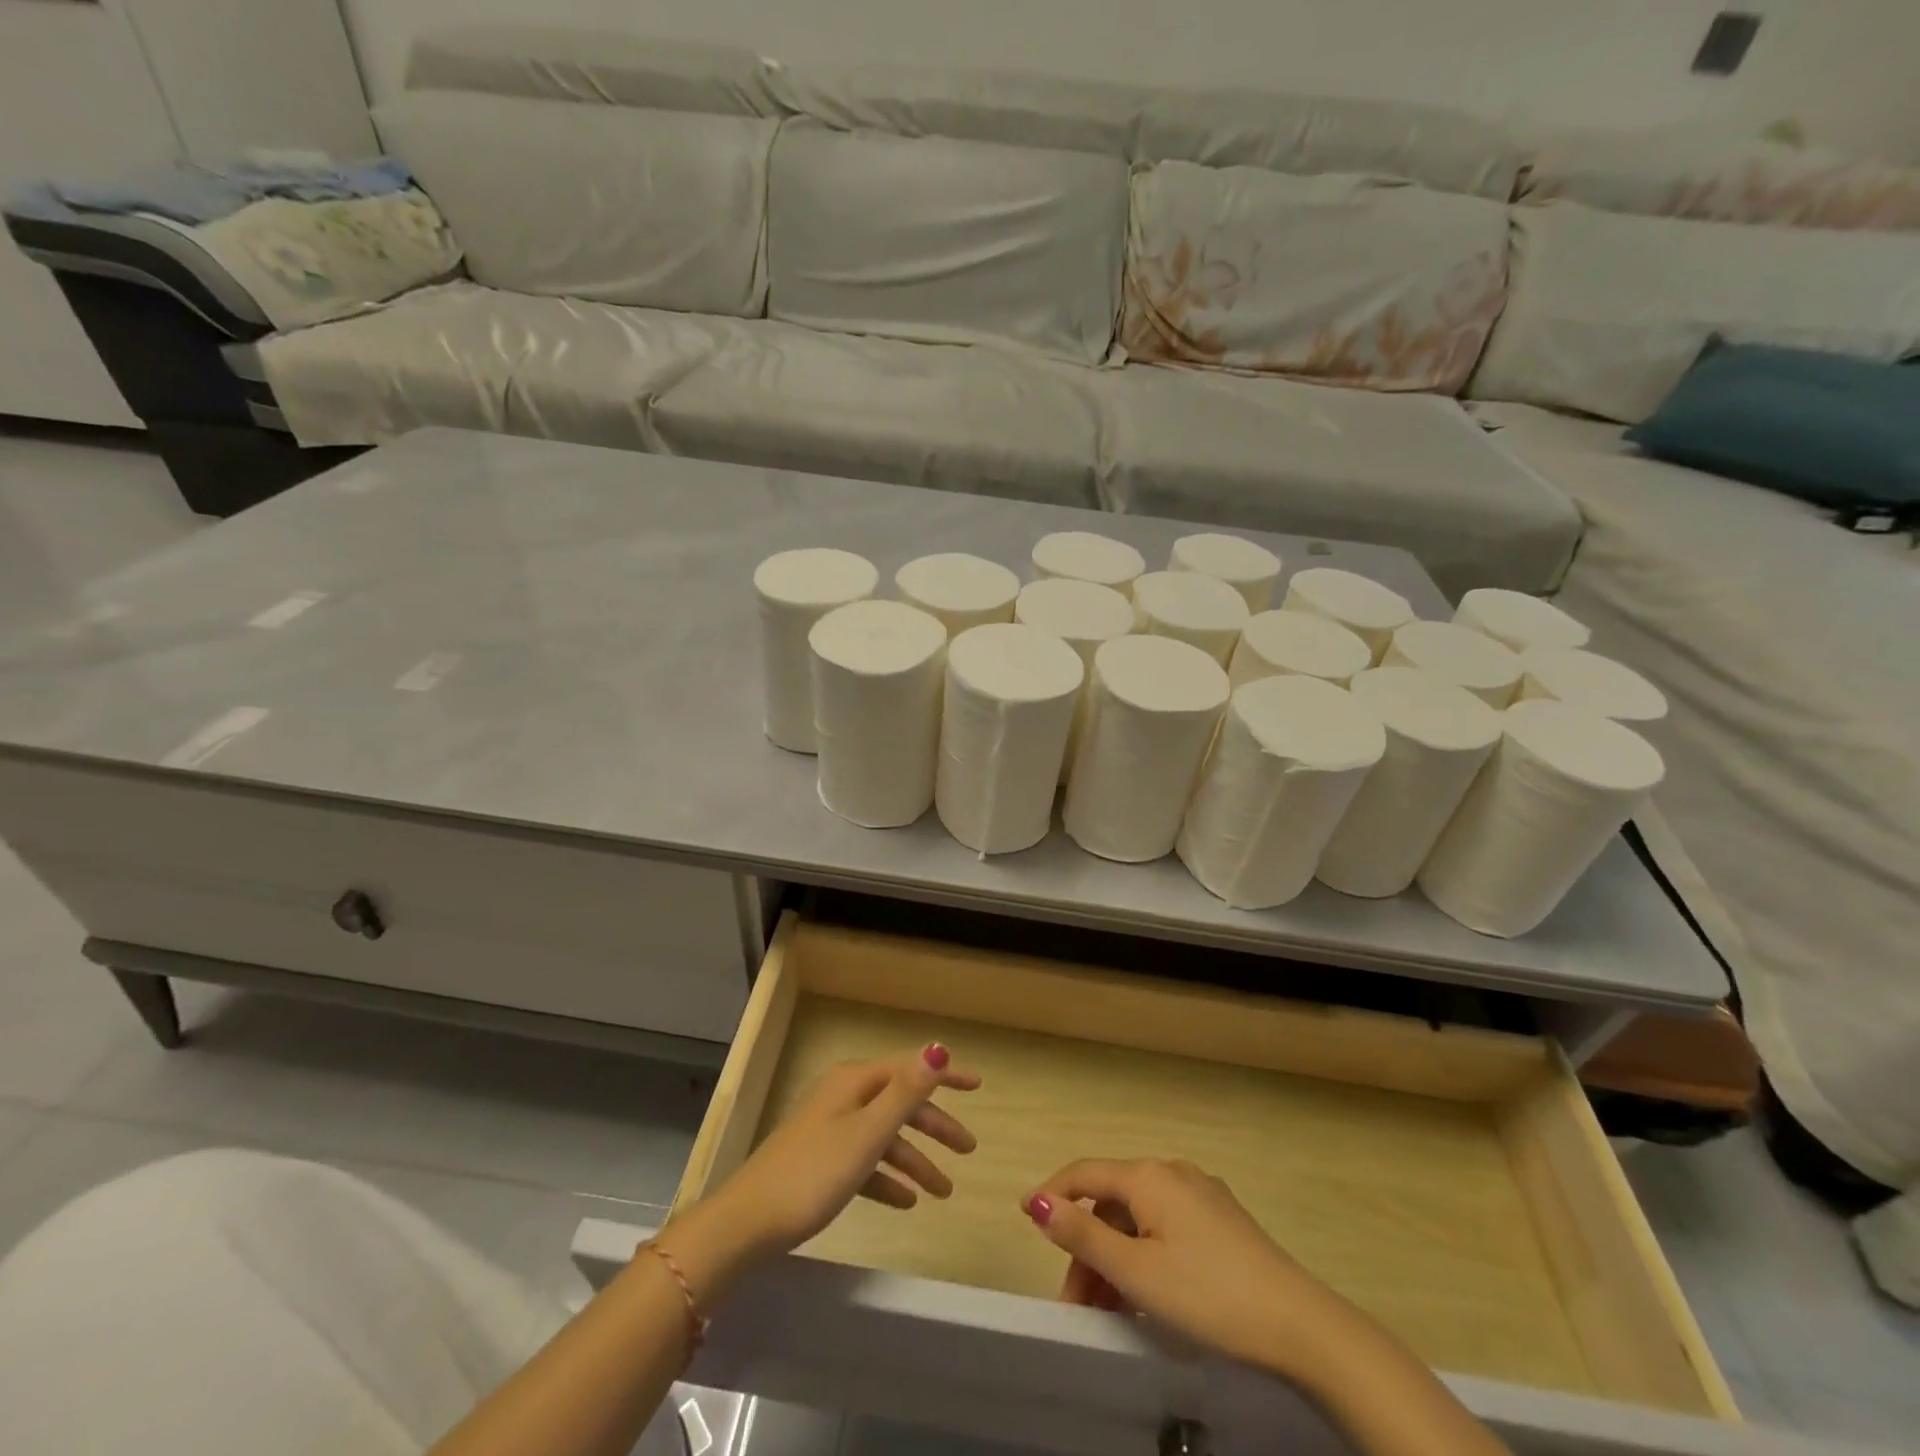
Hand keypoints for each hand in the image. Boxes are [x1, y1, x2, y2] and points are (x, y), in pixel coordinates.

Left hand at [663, 1046, 979, 1296]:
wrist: (747, 1223)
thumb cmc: (814, 1173)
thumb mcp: (868, 1132)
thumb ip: (906, 1092)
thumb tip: (938, 1048)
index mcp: (855, 1082)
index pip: (910, 1068)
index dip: (945, 1075)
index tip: (978, 1086)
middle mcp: (844, 1097)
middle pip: (899, 1103)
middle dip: (935, 1125)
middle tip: (968, 1149)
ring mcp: (830, 1129)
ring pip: (884, 1136)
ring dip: (914, 1160)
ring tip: (943, 1192)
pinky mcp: (820, 1162)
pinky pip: (864, 1163)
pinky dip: (887, 1179)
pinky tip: (906, 1203)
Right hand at [1022, 1158, 1359, 1378]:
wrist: (1299, 1325)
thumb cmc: (1207, 1295)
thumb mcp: (1136, 1272)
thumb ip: (1083, 1236)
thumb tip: (1039, 1202)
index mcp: (1148, 1176)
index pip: (1085, 1173)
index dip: (1053, 1193)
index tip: (1024, 1216)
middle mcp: (1172, 1172)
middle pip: (1113, 1202)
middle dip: (1087, 1247)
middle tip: (1074, 1300)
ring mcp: (1202, 1194)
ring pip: (1140, 1219)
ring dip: (1115, 1257)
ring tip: (1107, 1308)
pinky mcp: (1223, 1220)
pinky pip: (1166, 1228)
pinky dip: (1144, 1255)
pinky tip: (1146, 1293)